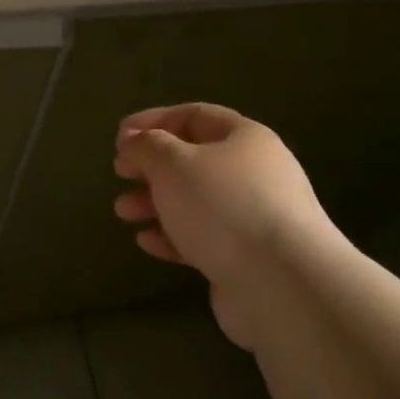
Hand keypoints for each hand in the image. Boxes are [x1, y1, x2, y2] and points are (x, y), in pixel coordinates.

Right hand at [112, 103, 331, 346]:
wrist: (280, 283)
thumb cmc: (222, 206)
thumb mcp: (173, 163)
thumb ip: (147, 146)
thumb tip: (136, 143)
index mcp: (245, 138)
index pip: (195, 116)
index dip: (154, 121)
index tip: (119, 137)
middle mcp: (255, 173)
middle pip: (193, 160)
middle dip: (151, 166)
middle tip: (119, 174)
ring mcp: (254, 217)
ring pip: (194, 201)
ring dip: (155, 202)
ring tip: (123, 212)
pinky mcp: (247, 257)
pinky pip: (202, 238)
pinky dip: (172, 236)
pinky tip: (146, 242)